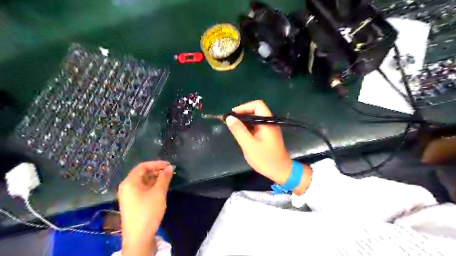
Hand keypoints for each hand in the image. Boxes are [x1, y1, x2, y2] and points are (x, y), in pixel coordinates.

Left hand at [118, 161, 173, 254]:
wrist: (139, 237)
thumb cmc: (148, 211)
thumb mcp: (158, 192)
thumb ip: (164, 178)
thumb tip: (170, 167)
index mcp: (130, 182)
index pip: (143, 166)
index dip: (156, 164)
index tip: (169, 165)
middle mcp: (127, 187)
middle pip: (142, 173)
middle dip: (156, 171)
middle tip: (169, 172)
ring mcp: (129, 196)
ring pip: (143, 182)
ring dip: (155, 178)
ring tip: (167, 179)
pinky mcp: (132, 203)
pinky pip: (142, 189)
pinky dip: (151, 186)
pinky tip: (161, 188)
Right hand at [224, 100, 291, 185]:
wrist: (280, 171)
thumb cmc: (265, 159)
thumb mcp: (249, 145)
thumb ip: (239, 130)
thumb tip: (229, 117)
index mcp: (267, 122)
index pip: (257, 105)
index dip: (244, 107)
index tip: (232, 115)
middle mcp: (269, 122)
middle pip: (255, 110)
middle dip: (242, 114)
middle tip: (230, 122)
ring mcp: (269, 128)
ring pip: (255, 118)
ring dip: (244, 121)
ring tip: (233, 128)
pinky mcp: (267, 135)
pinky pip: (256, 126)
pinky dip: (248, 127)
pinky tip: (241, 134)